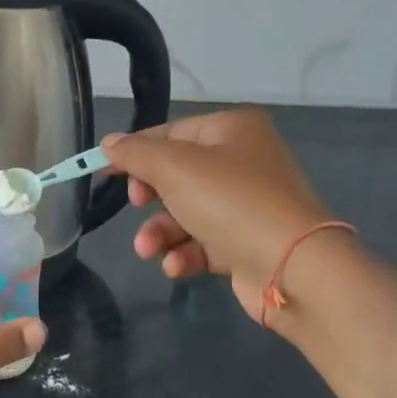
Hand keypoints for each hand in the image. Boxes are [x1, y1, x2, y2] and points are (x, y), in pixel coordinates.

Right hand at [103, 109, 334, 317]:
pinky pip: (204, 242)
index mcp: (232, 129)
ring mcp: (248, 205)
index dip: (134, 151)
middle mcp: (243, 161)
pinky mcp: (247, 243)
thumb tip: (109, 143)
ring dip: (161, 232)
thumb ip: (135, 153)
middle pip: (176, 173)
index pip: (170, 132)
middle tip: (137, 205)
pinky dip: (185, 253)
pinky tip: (175, 266)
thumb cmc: (231, 201)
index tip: (101, 170)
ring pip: (186, 212)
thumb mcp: (174, 167)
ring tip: (149, 250)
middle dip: (150, 197)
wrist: (294, 268)